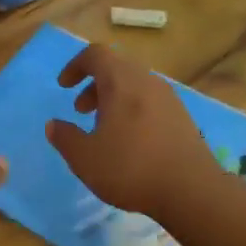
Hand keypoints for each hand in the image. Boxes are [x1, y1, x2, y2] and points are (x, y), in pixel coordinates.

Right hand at [46, 44, 222, 221]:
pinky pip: (150, 100)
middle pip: (116, 67)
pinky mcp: (182, 117)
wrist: (192, 190)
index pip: (95, 54)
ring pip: (134, 84)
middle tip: (81, 110)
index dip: (75, 65)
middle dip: (94, 84)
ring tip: (104, 128)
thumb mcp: (85, 158)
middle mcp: (146, 81)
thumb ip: (65, 138)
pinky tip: (130, 141)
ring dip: (114, 98)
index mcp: (121, 81)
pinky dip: (133, 109)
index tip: (64, 86)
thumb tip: (53, 125)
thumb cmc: (132, 168)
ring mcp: (168, 98)